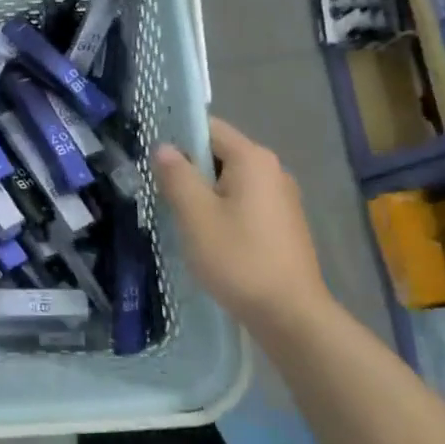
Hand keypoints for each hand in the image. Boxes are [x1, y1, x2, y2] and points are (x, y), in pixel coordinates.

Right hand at [153, 117, 332, 328]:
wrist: (291, 315)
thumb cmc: (239, 259)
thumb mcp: (196, 216)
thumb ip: (177, 176)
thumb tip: (163, 147)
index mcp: (253, 159)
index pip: (209, 128)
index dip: (178, 138)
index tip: (153, 160)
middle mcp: (272, 170)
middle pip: (220, 154)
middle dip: (189, 169)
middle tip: (161, 192)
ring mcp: (282, 198)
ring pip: (230, 181)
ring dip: (204, 193)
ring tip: (180, 217)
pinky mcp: (283, 224)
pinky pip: (244, 202)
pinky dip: (223, 210)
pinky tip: (208, 237)